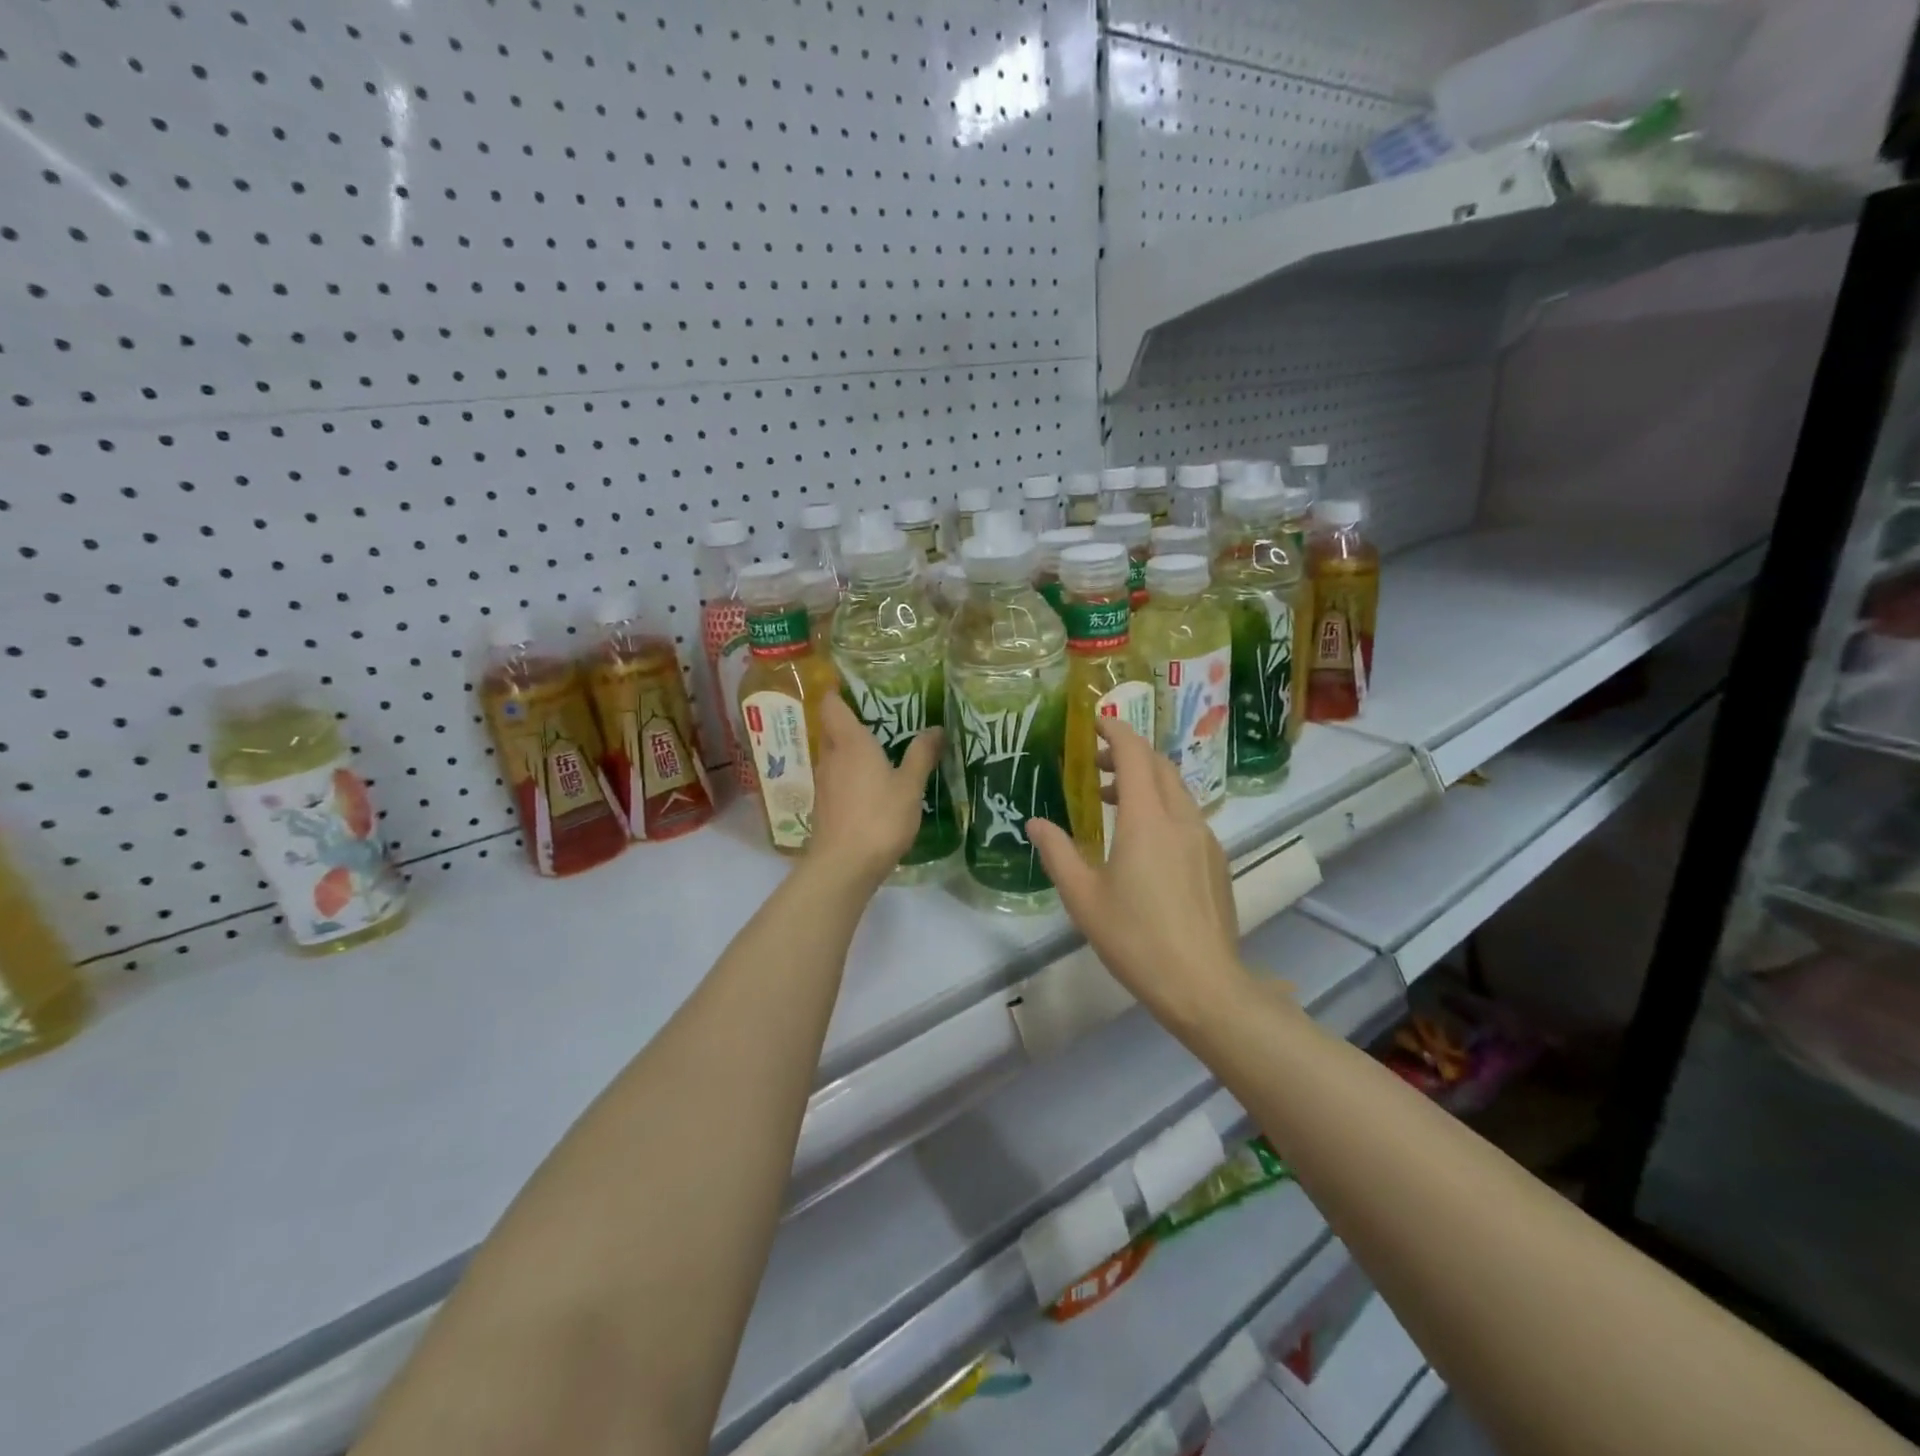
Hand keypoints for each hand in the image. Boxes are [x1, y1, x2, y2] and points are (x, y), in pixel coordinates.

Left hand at [808, 694, 944, 886]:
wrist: (843, 866)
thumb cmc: (879, 818)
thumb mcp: (910, 785)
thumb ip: (922, 755)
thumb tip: (936, 728)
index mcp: (850, 742)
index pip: (832, 704)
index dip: (838, 690)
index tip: (855, 684)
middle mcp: (831, 756)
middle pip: (833, 728)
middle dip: (852, 720)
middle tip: (882, 717)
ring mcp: (824, 782)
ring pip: (835, 754)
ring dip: (852, 749)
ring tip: (882, 749)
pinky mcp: (824, 805)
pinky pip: (837, 777)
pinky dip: (851, 773)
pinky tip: (872, 784)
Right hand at [1028, 718, 1249, 1032]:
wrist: (1203, 984)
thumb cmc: (1135, 938)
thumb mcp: (1083, 897)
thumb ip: (1057, 852)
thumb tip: (1035, 823)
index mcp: (1146, 820)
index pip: (1135, 755)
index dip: (1116, 731)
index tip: (1096, 721)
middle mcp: (1180, 818)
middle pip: (1159, 766)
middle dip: (1130, 752)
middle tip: (1098, 759)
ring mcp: (1205, 839)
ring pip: (1176, 790)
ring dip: (1146, 780)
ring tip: (1113, 798)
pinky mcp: (1216, 860)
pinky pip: (1188, 815)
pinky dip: (1162, 805)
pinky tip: (1144, 838)